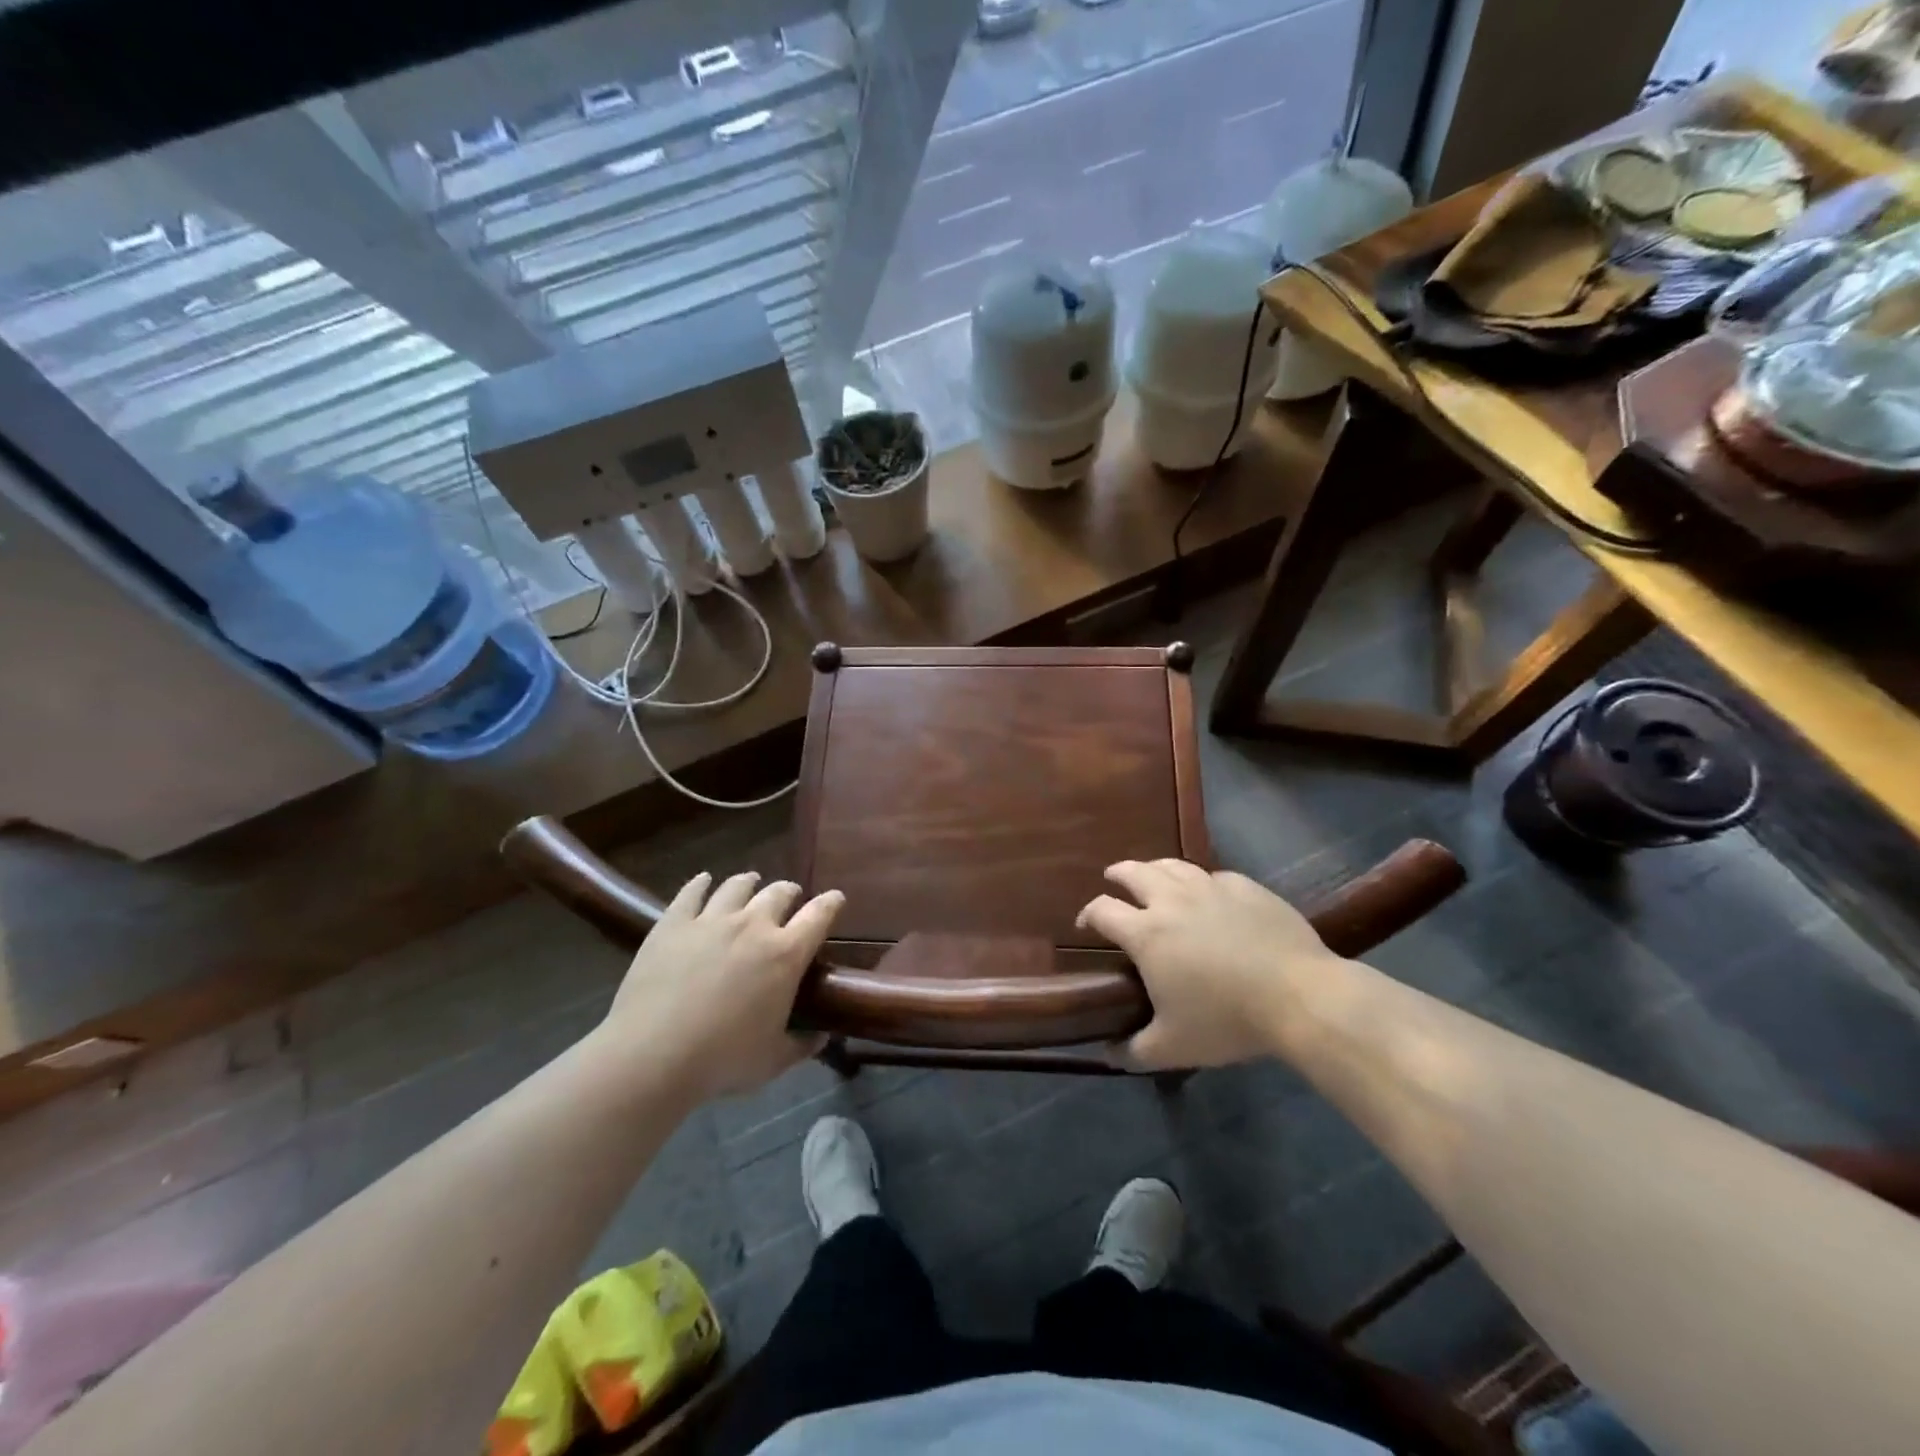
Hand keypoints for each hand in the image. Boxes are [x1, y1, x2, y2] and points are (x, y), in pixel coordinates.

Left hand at [598, 871, 843, 1102]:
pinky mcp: (673, 923)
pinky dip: (701, 883)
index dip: (831, 903)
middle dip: (789, 892)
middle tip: (789, 898)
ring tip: (750, 882)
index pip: (819, 915)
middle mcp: (754, 925)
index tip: (835, 899)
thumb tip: (822, 1037)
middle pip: (779, 893)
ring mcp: (711, 920)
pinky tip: (703, 881)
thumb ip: (801, 1045)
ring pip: (737, 886)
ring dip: (749, 882)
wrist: (653, 1054)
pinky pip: (691, 892)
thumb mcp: (773, 1060)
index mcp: (786, 954)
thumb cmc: (722, 1060)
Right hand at [1077, 860, 1342, 1069]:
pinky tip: (1209, 895)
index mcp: (1146, 932)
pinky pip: (1214, 876)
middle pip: (1134, 872)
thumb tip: (1108, 1052)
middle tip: (1113, 880)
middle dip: (1117, 874)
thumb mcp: (1173, 1047)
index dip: (1088, 914)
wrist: (1300, 996)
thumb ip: (1133, 1051)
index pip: (1102, 910)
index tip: (1085, 924)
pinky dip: (1201, 882)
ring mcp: (1211, 888)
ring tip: (1153, 876)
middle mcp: (1172, 900)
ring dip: (1155, 869)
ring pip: (1173, 865)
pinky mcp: (1246, 887)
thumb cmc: (1227, 1020)